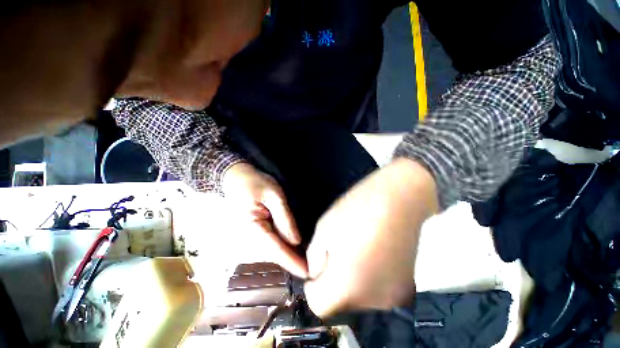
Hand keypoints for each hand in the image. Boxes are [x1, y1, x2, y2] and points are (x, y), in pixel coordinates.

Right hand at [222, 162, 307, 277]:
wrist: (236, 178)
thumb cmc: (255, 183)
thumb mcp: (274, 196)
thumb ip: (284, 218)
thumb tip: (296, 241)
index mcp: (252, 228)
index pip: (275, 249)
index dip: (292, 261)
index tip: (307, 273)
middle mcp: (248, 237)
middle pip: (273, 253)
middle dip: (292, 262)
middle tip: (313, 268)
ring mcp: (248, 235)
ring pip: (271, 251)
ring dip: (288, 256)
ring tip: (307, 260)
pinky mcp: (252, 231)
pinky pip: (268, 243)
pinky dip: (282, 248)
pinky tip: (293, 249)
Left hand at [304, 159, 437, 316]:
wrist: (399, 198)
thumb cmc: (356, 210)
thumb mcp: (324, 228)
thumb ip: (314, 257)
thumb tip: (317, 271)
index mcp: (347, 288)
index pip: (318, 304)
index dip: (314, 284)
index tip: (319, 263)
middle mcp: (373, 302)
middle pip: (340, 302)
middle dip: (333, 281)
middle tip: (338, 251)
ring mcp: (394, 296)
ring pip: (359, 296)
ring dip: (352, 279)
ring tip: (359, 248)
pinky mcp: (408, 286)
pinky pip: (377, 288)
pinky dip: (370, 276)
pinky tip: (374, 251)